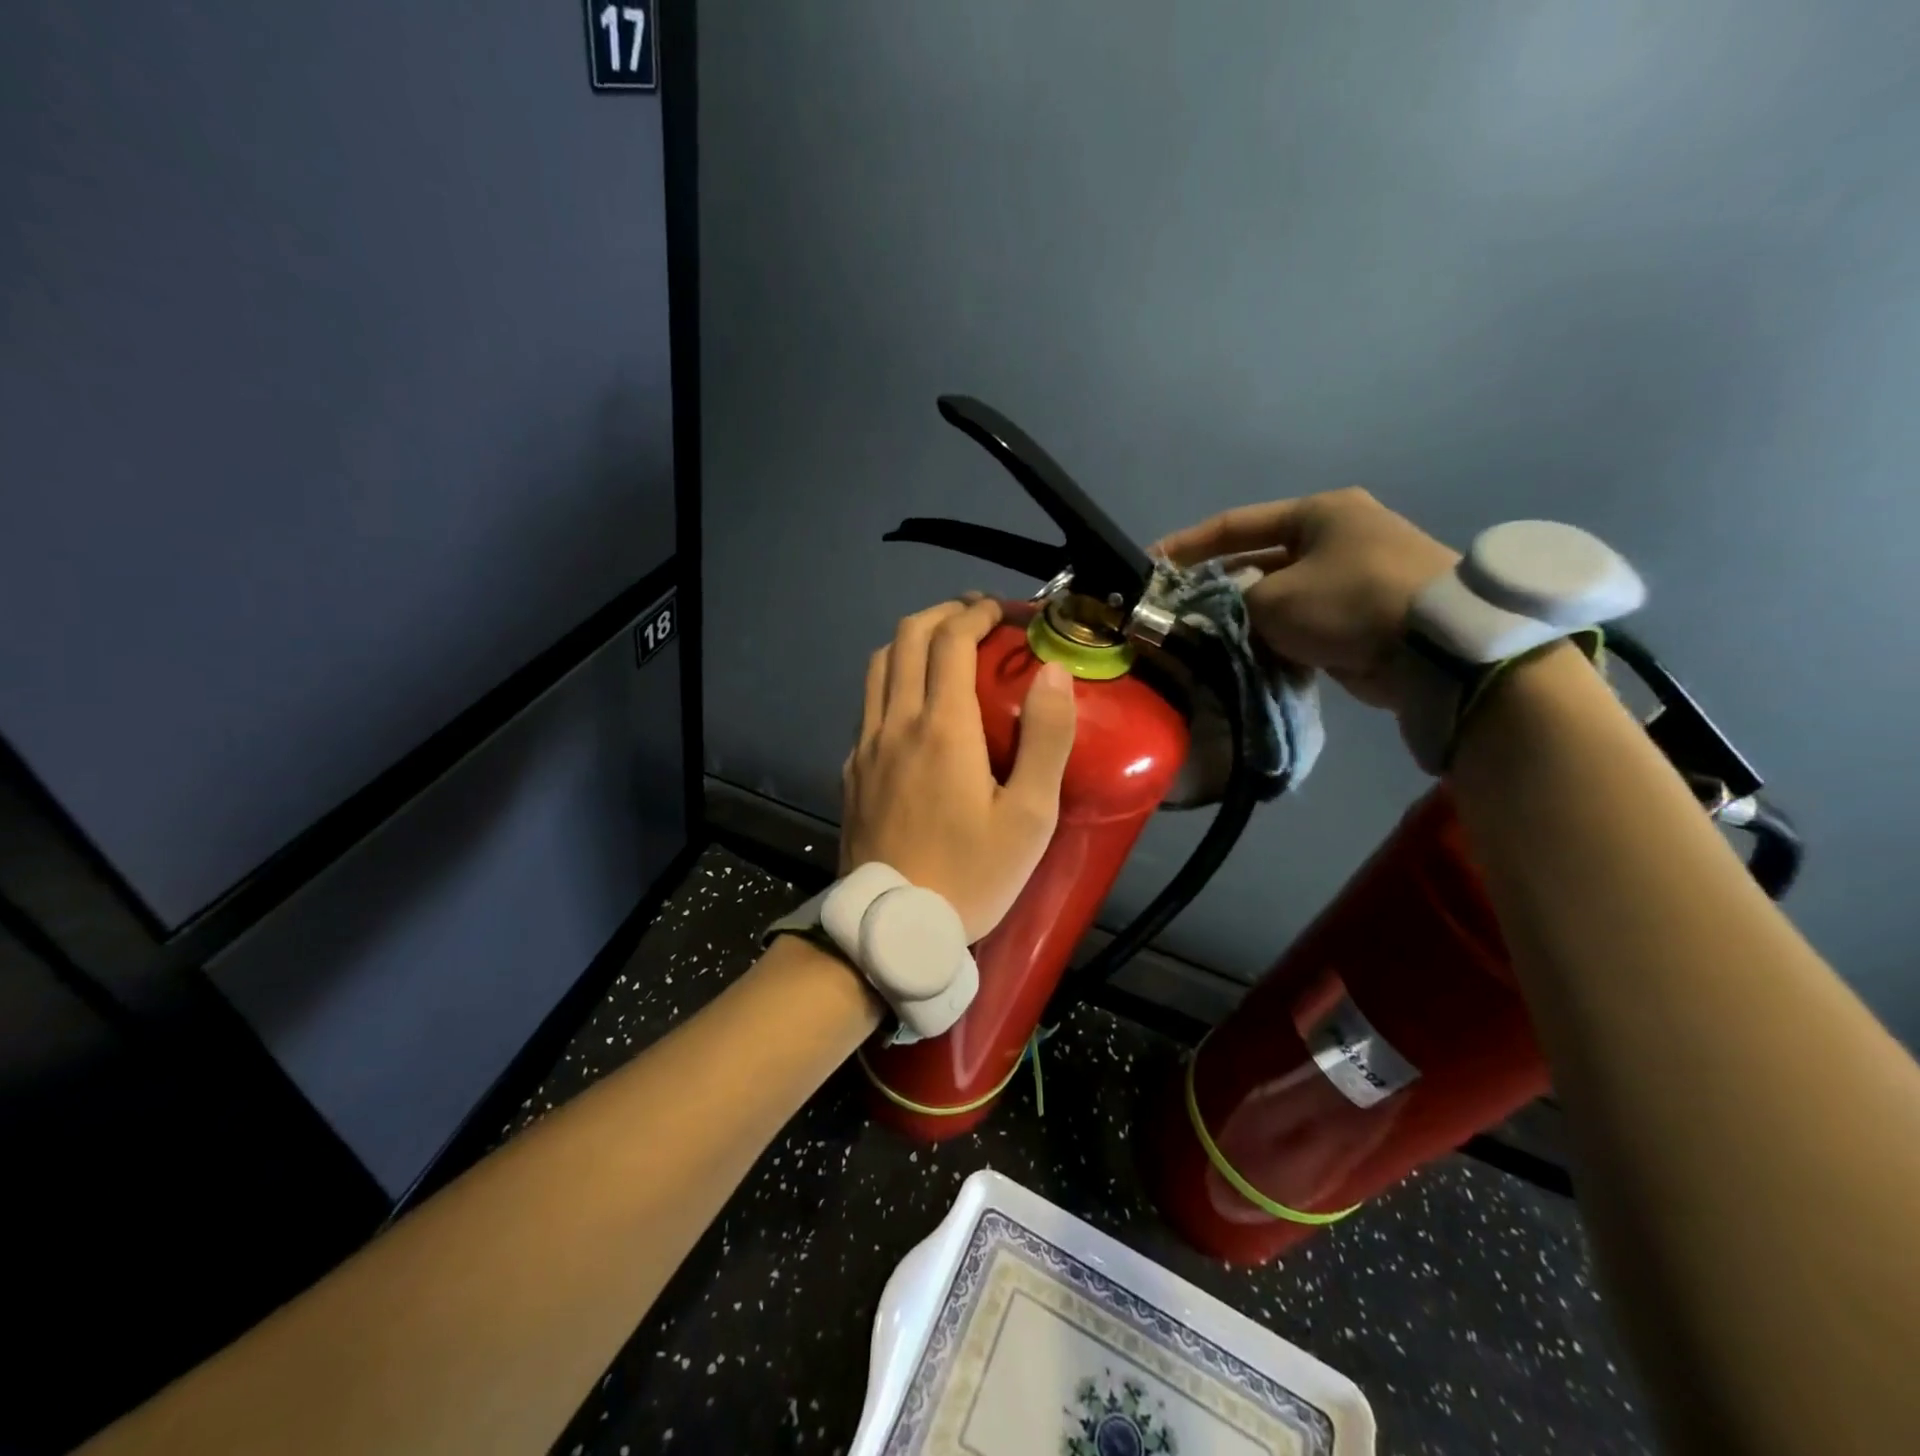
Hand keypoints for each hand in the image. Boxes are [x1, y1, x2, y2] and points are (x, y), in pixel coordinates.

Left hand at [841, 596, 1076, 941]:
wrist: (893, 928)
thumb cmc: (971, 875)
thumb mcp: (1030, 817)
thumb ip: (1046, 739)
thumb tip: (1054, 673)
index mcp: (941, 727)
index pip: (950, 640)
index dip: (976, 614)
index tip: (1001, 611)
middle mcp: (895, 723)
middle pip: (906, 638)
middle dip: (942, 614)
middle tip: (975, 618)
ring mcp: (865, 745)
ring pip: (879, 666)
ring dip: (912, 641)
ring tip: (944, 649)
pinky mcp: (852, 770)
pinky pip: (868, 705)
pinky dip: (893, 681)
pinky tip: (915, 706)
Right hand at [1157, 487, 1458, 713]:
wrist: (1436, 646)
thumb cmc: (1348, 601)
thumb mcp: (1273, 599)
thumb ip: (1230, 605)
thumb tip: (1211, 617)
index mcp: (1317, 514)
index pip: (1235, 525)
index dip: (1188, 545)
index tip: (1151, 564)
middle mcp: (1335, 539)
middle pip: (1256, 562)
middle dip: (1216, 590)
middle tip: (1177, 615)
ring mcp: (1352, 579)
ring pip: (1277, 598)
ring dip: (1243, 620)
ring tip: (1205, 643)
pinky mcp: (1361, 618)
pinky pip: (1302, 626)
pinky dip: (1275, 640)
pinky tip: (1246, 659)